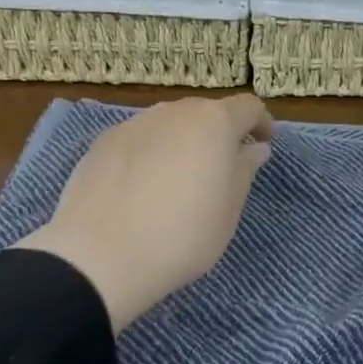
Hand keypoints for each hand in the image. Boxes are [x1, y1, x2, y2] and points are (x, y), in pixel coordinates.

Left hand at [19, 95, 273, 331]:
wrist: (100, 256)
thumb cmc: (182, 236)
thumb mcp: (228, 211)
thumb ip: (244, 171)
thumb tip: (254, 148)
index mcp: (213, 123)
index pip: (247, 107)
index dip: (260, 123)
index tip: (262, 147)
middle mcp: (173, 112)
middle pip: (205, 113)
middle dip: (218, 134)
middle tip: (220, 170)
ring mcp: (133, 124)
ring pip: (168, 125)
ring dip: (181, 143)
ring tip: (177, 181)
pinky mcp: (102, 143)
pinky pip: (138, 141)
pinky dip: (149, 155)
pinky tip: (141, 189)